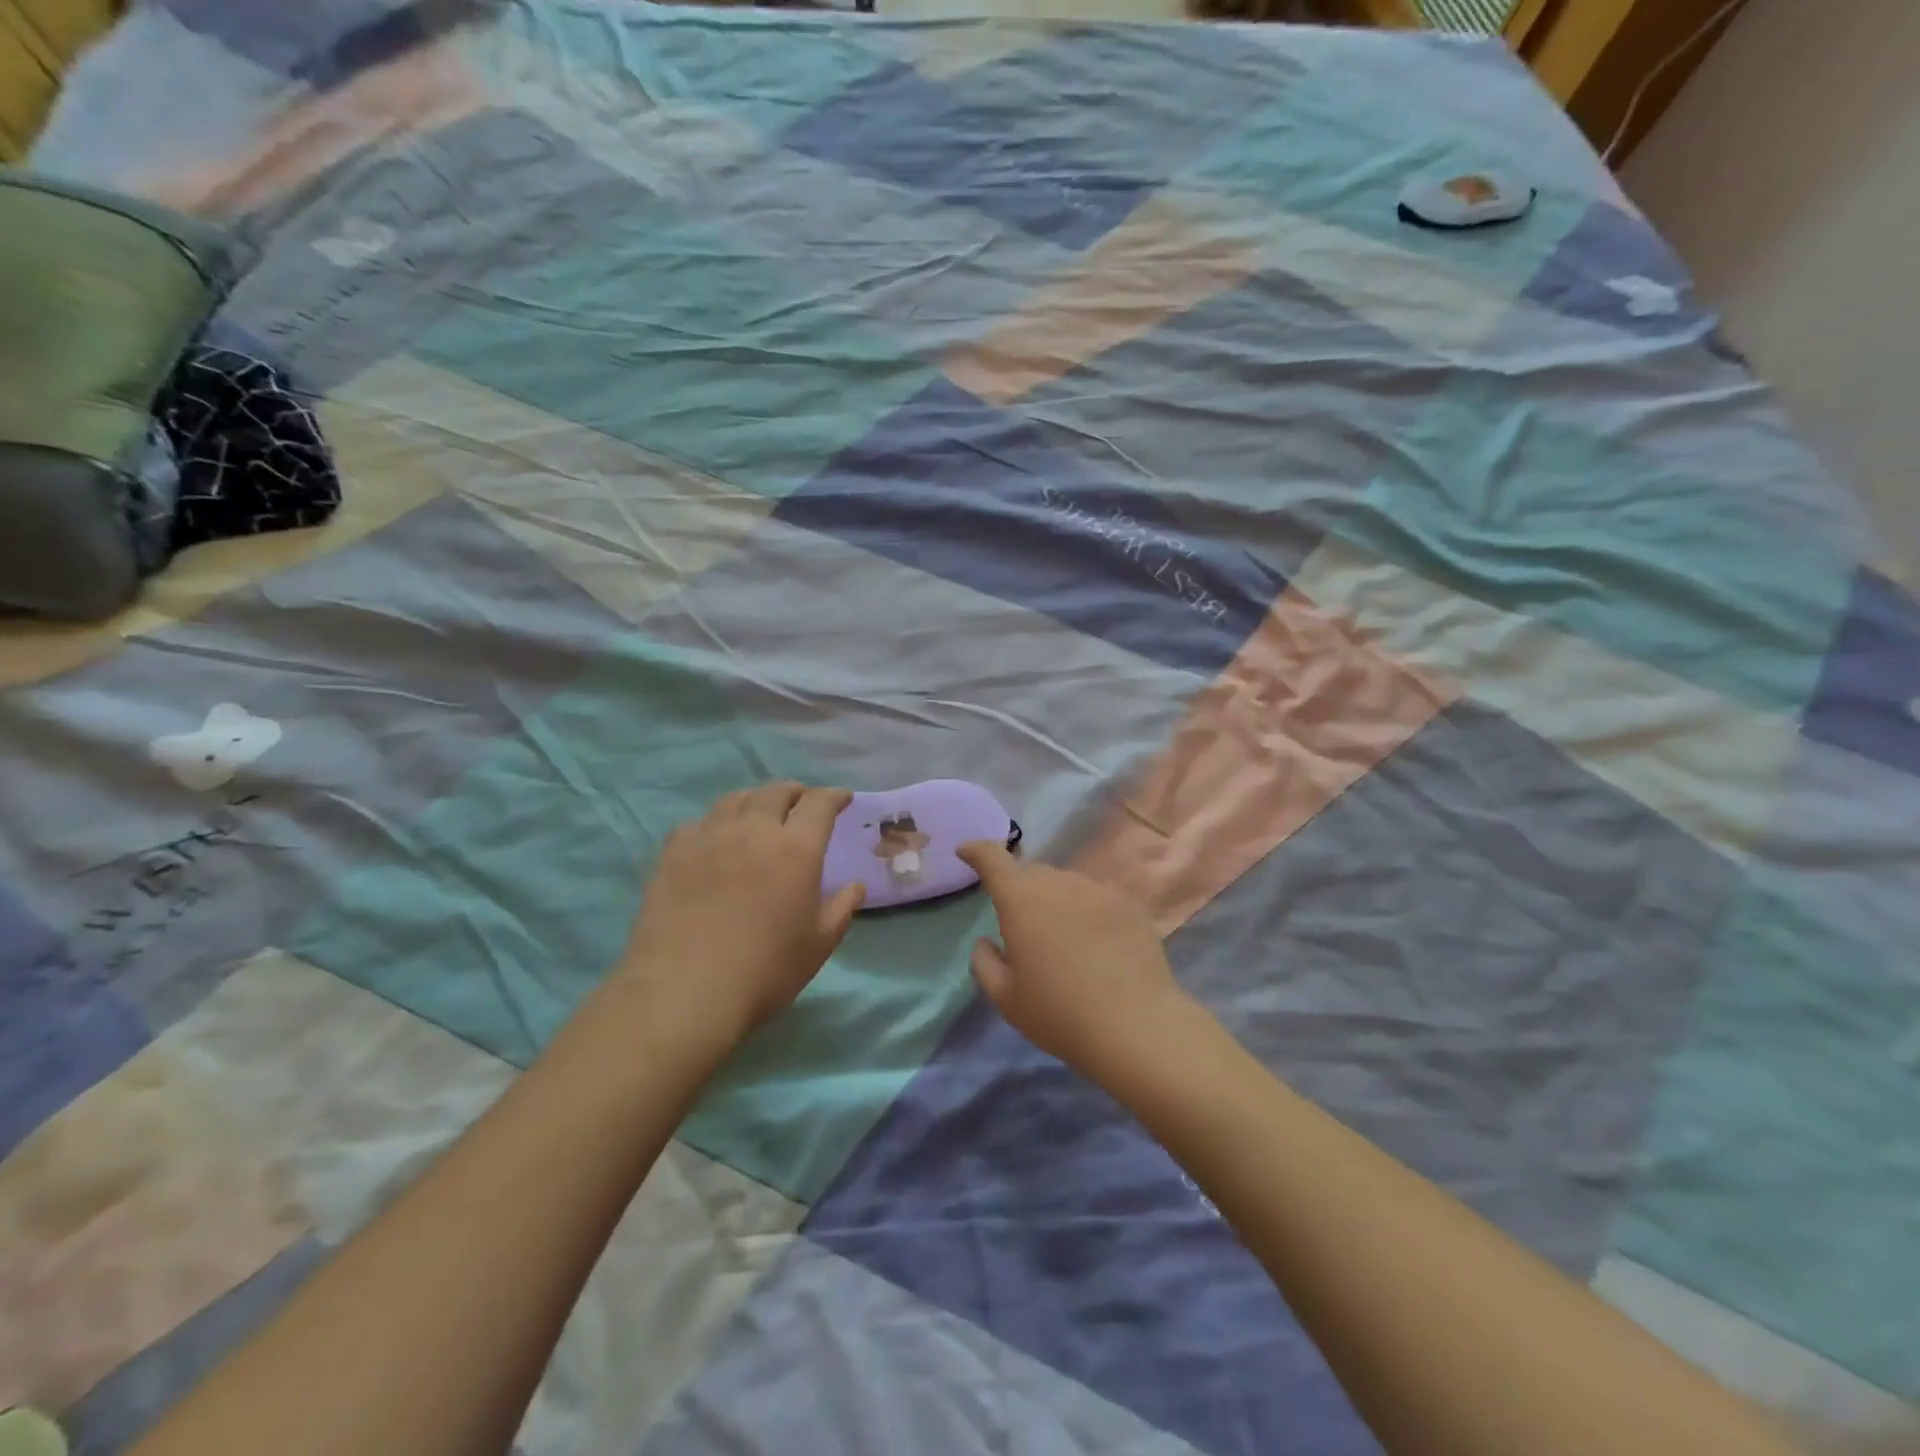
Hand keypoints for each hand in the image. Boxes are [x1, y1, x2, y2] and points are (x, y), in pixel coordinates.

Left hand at [616, 783, 864, 1052]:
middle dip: (795, 791)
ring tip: (759, 810)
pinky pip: (697, 823)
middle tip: (801, 801)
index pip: (819, 804)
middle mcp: (754, 831)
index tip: (843, 798)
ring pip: (735, 799)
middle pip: (776, 792)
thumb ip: (841, 909)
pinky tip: (714, 837)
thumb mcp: (818, 946)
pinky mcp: (673, 854)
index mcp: (796, 850)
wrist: (684, 992)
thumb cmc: (764, 971)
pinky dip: (714, 822)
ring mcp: (709, 838)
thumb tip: (856, 887)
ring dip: (755, 799)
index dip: (834, 796)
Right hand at [957, 841, 1194, 1077]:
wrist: (1136, 1025)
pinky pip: (1097, 899)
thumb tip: (986, 943)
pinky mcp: (1129, 905)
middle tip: (1021, 925)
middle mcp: (1059, 883)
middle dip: (1020, 890)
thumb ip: (985, 964)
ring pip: (1066, 885)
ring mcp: (1098, 890)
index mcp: (1021, 899)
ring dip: (1055, 901)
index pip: (992, 858)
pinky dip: (1087, 913)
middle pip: (1032, 873)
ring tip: (1062, 940)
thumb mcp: (1007, 999)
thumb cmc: (1060, 1013)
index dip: (976, 850)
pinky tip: (1095, 945)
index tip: (966, 852)